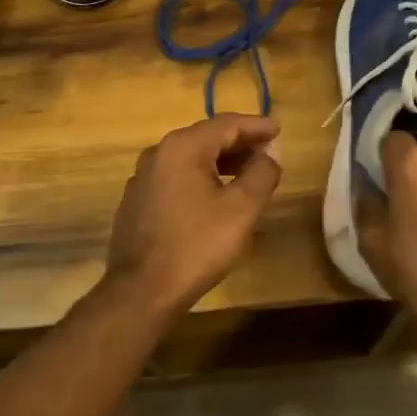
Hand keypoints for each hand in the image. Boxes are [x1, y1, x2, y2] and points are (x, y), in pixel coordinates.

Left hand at [103, 114, 284, 313]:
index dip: (256, 125)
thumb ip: (261, 173)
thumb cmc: (196, 245)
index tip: (278, 130)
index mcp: (183, 147)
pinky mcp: (137, 201)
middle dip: (240, 143)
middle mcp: (158, 153)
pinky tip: (215, 196)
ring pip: (190, 158)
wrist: (141, 291)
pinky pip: (176, 177)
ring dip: (221, 162)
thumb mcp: (241, 209)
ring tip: (248, 174)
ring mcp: (143, 177)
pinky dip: (201, 177)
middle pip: (206, 137)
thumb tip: (271, 151)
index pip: (226, 124)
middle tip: (268, 152)